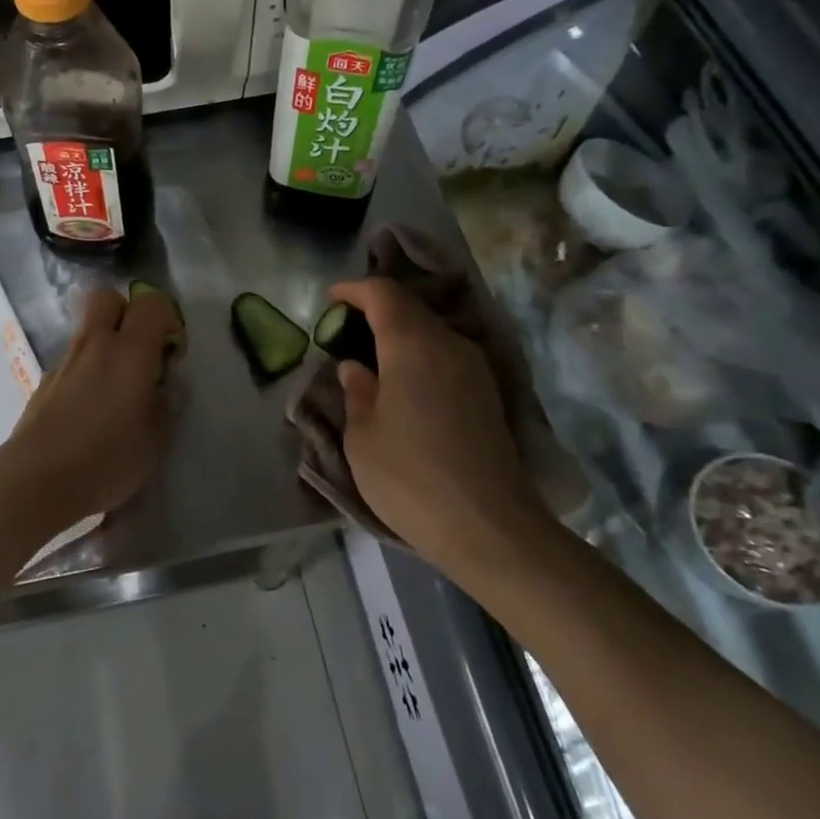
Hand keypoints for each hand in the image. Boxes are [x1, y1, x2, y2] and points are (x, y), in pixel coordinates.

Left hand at [0, 286, 183, 533]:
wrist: (37, 480)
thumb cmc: (107, 458)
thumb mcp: (156, 439)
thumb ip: (163, 403)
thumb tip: (157, 386)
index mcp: (130, 351)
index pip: (152, 304)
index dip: (167, 320)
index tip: (171, 354)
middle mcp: (95, 345)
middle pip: (107, 298)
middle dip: (126, 314)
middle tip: (139, 352)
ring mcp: (64, 362)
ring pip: (87, 331)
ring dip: (104, 346)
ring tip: (115, 391)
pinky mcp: (44, 383)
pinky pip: (71, 363)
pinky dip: (85, 373)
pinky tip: (88, 413)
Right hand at [327, 278, 545, 572]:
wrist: (489, 528)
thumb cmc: (410, 477)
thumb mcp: (362, 436)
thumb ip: (356, 392)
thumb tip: (356, 368)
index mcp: (413, 345)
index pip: (383, 293)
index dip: (353, 290)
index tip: (330, 300)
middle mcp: (449, 345)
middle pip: (410, 307)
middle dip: (374, 310)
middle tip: (344, 331)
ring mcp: (475, 369)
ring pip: (431, 331)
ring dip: (398, 334)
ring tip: (370, 359)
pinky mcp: (488, 394)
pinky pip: (446, 355)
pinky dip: (418, 355)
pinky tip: (402, 384)